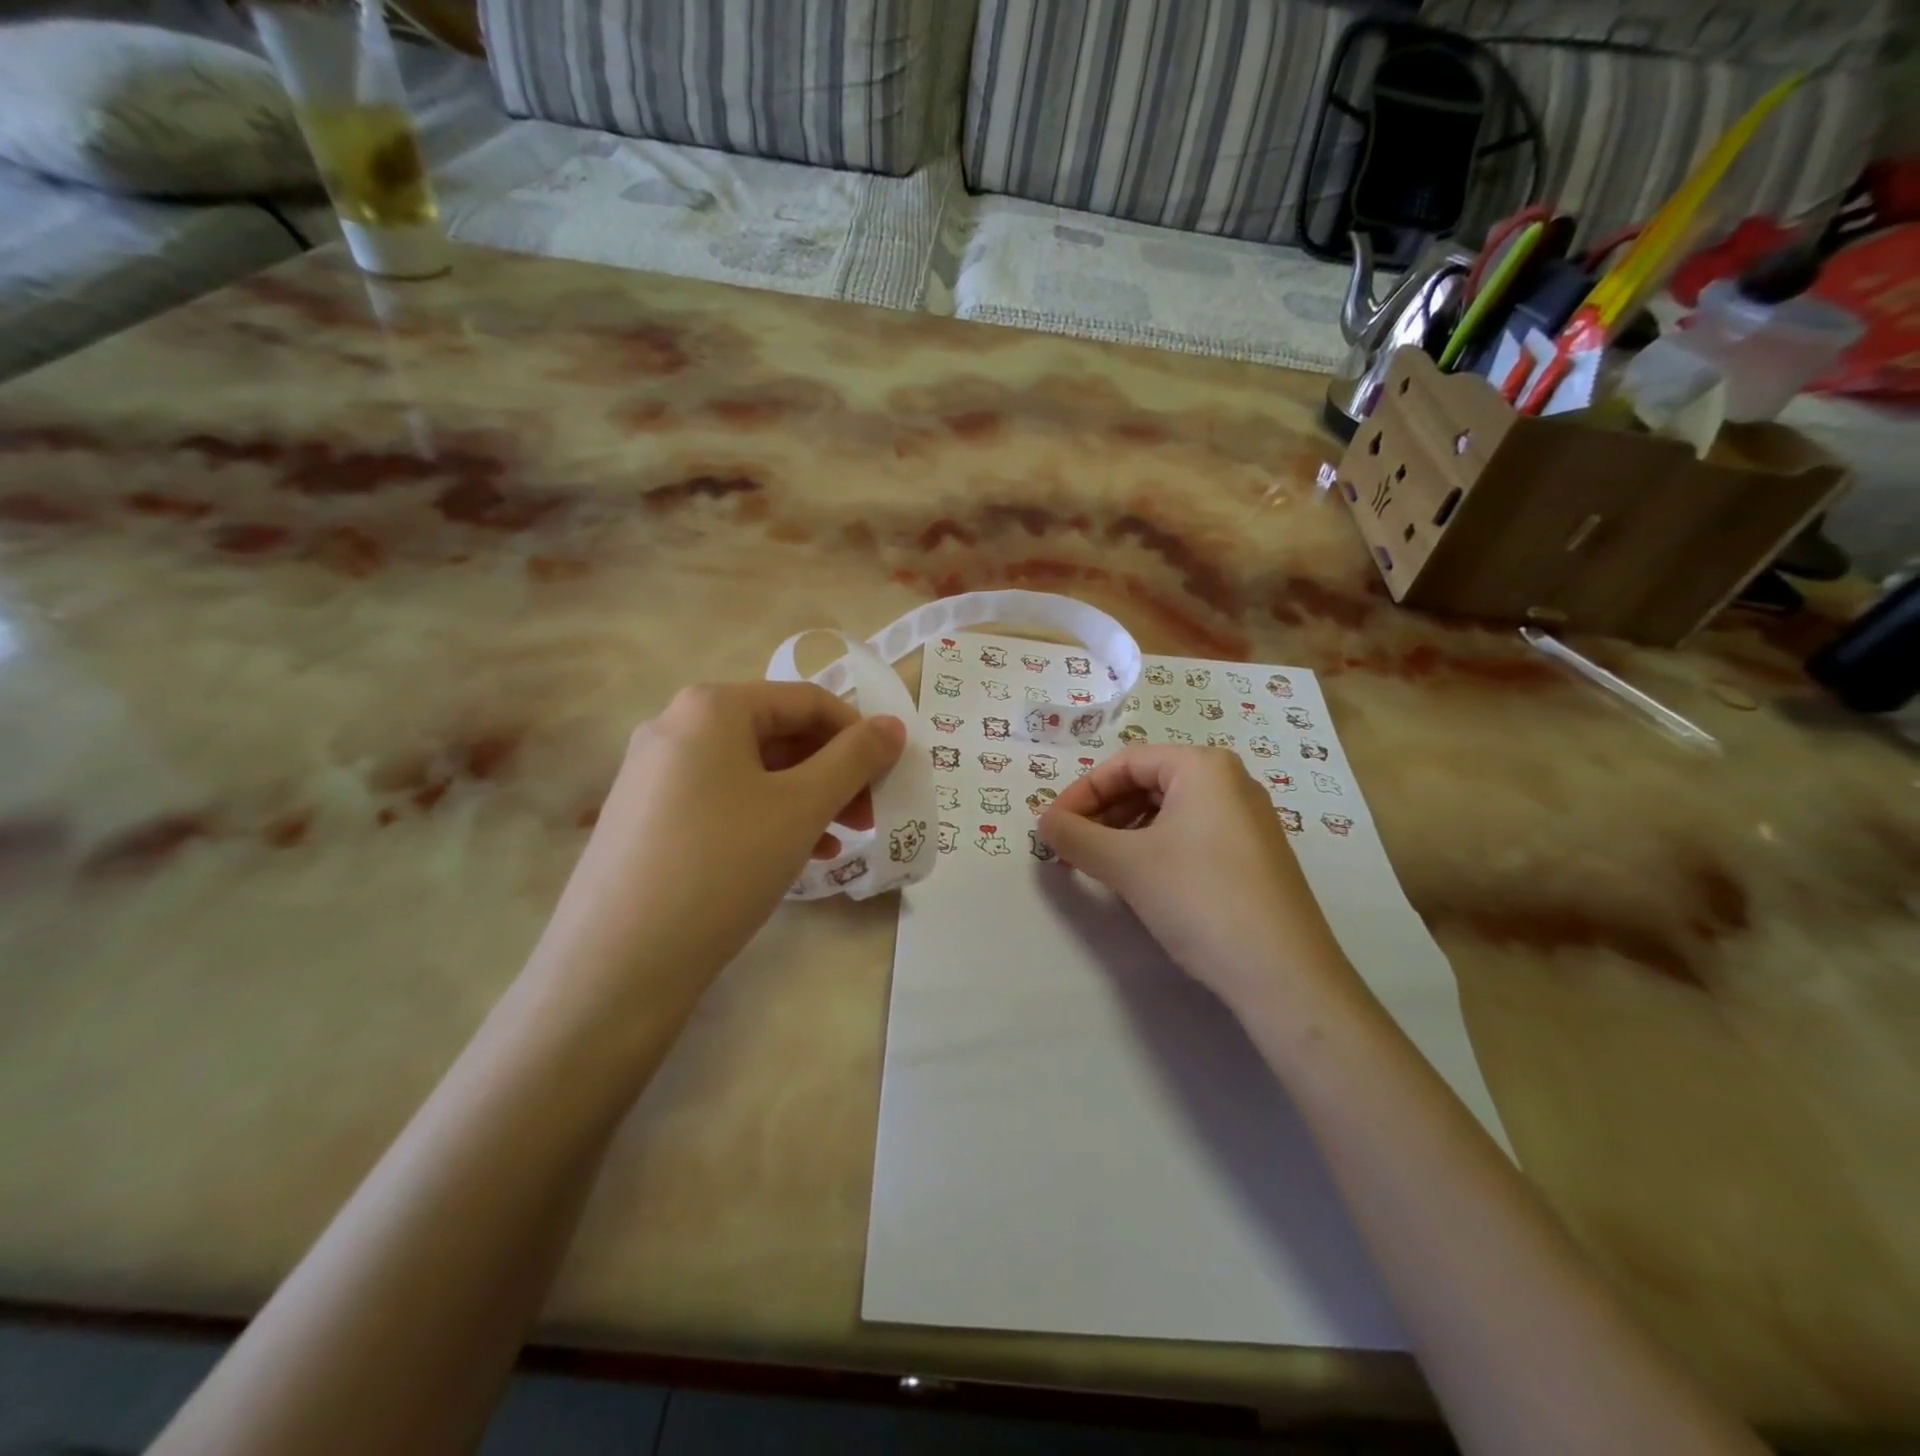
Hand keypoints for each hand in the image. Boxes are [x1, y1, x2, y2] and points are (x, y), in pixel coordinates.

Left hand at [536, 683, 904, 1005]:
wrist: (616, 964)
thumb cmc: (723, 865)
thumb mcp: (802, 807)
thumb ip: (855, 759)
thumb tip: (894, 725)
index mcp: (712, 706)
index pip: (808, 701)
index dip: (860, 734)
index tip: (890, 776)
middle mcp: (676, 726)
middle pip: (779, 734)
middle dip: (834, 772)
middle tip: (870, 815)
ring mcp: (654, 774)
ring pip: (753, 772)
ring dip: (807, 799)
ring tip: (840, 841)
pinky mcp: (646, 818)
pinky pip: (724, 801)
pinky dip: (768, 818)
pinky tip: (796, 857)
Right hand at [1039, 746, 1353, 1014]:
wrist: (1283, 974)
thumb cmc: (1199, 898)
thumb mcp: (1126, 864)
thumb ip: (1076, 837)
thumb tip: (1044, 823)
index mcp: (1204, 767)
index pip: (1125, 763)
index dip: (1081, 792)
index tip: (1052, 827)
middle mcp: (1231, 782)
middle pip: (1148, 783)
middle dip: (1102, 814)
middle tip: (1071, 848)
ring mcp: (1249, 820)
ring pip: (1170, 812)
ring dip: (1125, 833)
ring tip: (1100, 866)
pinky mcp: (1256, 857)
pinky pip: (1193, 836)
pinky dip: (1156, 849)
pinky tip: (1141, 881)